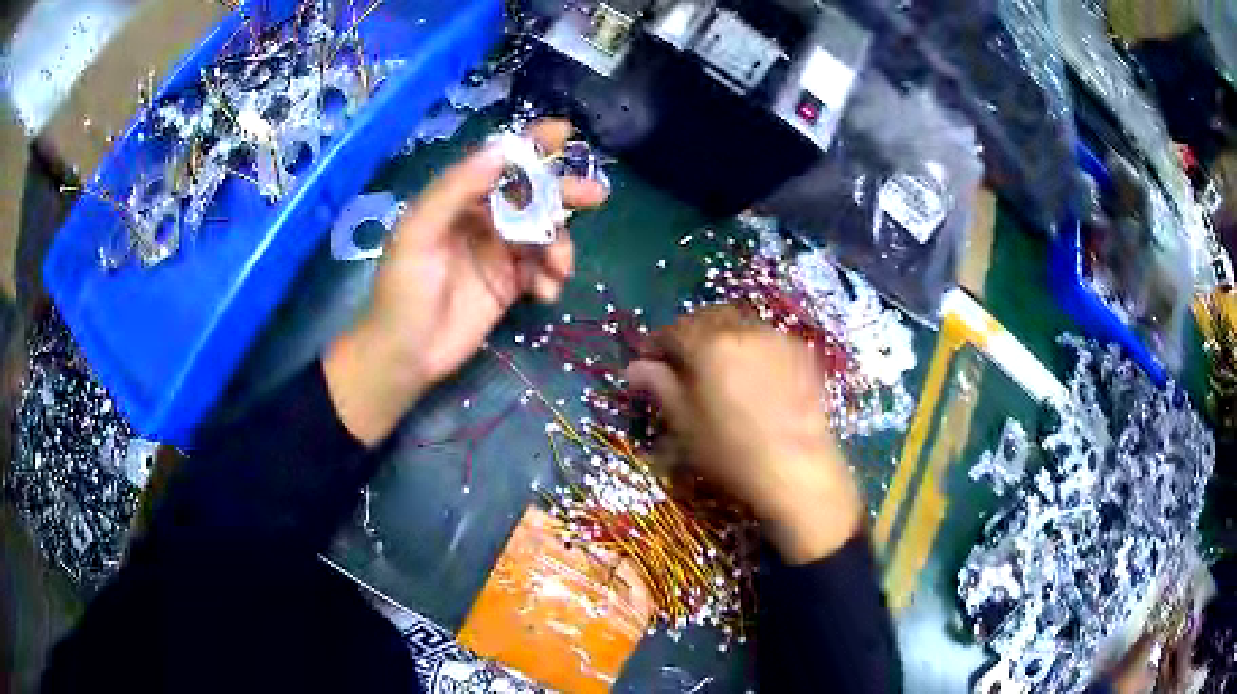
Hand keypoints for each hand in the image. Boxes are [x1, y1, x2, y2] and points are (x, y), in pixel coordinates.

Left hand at [325, 120, 608, 443]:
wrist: (405, 355)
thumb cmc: (403, 291)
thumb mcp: (419, 234)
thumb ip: (454, 191)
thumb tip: (500, 151)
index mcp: (458, 200)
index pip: (499, 163)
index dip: (531, 146)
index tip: (564, 133)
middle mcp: (483, 219)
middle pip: (532, 196)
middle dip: (564, 194)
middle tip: (595, 196)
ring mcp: (499, 252)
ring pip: (544, 234)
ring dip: (560, 246)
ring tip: (558, 271)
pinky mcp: (510, 285)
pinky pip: (543, 270)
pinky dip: (552, 278)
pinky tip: (545, 295)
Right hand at [625, 306, 863, 563]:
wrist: (798, 467)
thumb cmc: (732, 451)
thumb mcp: (686, 424)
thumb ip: (660, 387)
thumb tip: (634, 367)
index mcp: (709, 344)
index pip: (673, 330)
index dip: (657, 344)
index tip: (650, 362)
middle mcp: (743, 330)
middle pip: (708, 317)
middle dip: (691, 332)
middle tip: (683, 360)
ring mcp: (777, 338)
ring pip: (740, 324)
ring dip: (723, 335)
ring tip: (719, 366)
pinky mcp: (801, 352)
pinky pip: (767, 337)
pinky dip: (752, 346)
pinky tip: (753, 374)